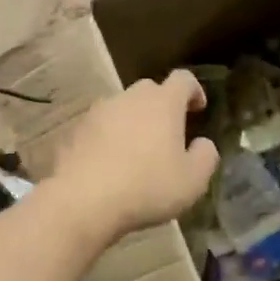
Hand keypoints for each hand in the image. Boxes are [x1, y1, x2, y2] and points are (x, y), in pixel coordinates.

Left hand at [48, 71, 218, 240]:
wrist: (82, 200)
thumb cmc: (146, 188)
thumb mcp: (192, 181)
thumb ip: (205, 157)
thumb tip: (202, 144)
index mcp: (163, 103)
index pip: (183, 80)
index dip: (193, 90)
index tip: (198, 108)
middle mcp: (129, 98)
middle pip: (149, 91)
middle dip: (161, 107)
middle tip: (167, 134)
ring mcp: (97, 112)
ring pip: (120, 109)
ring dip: (131, 123)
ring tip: (135, 153)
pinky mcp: (74, 131)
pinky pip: (97, 129)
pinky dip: (107, 140)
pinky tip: (108, 165)